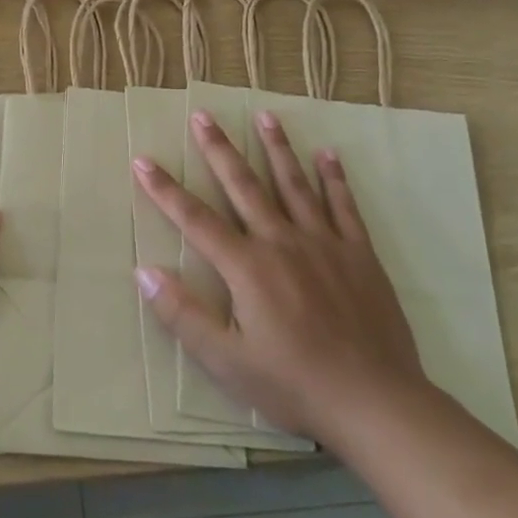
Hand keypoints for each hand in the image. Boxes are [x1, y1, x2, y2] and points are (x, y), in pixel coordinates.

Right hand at [132, 110, 425, 440]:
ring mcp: (324, 243)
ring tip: (264, 116)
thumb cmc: (293, 384)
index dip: (165, 189)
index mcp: (247, 267)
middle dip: (219, 149)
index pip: (195, 219)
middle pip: (243, 186)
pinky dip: (334, 178)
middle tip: (202, 115)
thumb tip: (144, 270)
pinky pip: (344, 206)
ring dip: (276, 148)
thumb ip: (183, 314)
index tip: (142, 160)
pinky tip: (328, 154)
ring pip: (294, 184)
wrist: (375, 402)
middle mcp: (282, 242)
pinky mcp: (359, 254)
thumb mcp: (226, 361)